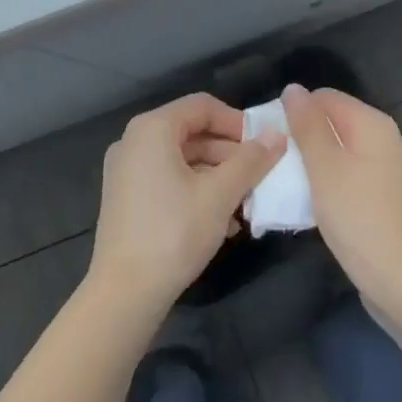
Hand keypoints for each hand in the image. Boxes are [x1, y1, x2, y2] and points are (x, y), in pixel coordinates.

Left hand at [89, 93, 286, 314]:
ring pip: (183, 159)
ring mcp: (126, 171)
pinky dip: (197, 190)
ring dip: (218, 175)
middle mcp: (134, 141)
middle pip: (193, 132)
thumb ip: (251, 160)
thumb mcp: (221, 194)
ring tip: (246, 203)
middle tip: (259, 175)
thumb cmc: (174, 233)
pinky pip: (168, 179)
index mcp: (152, 129)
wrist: (124, 295)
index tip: (263, 144)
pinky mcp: (126, 198)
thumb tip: (277, 135)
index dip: (237, 121)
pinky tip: (223, 221)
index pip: (203, 106)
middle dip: (230, 153)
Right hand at [280, 83, 401, 303]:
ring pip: (338, 151)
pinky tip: (312, 203)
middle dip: (302, 139)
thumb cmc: (358, 216)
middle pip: (333, 123)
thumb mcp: (324, 166)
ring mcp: (386, 168)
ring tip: (288, 185)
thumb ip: (307, 125)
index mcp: (372, 123)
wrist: (401, 278)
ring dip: (312, 164)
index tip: (273, 142)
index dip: (295, 113)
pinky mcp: (383, 194)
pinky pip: (348, 174)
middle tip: (276, 166)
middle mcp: (384, 138)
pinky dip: (328, 182)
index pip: (324, 98)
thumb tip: (293, 89)